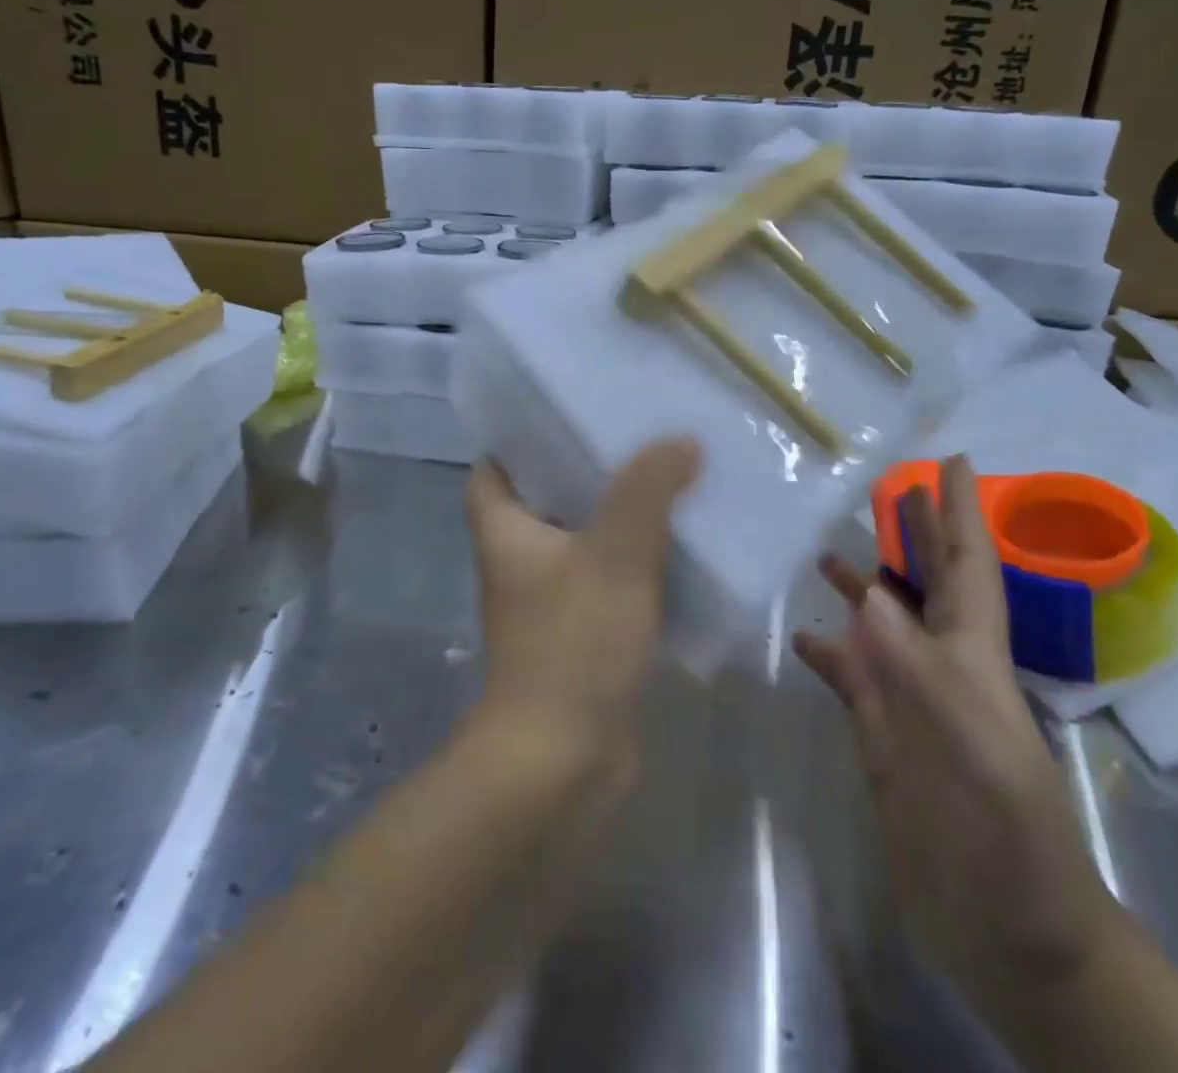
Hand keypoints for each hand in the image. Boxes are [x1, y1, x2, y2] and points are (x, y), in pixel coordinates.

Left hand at [465, 438, 700, 772]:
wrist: (564, 764)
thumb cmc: (573, 644)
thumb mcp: (615, 553)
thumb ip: (647, 490)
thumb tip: (679, 440)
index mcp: (505, 532)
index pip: (493, 470)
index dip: (521, 440)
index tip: (567, 413)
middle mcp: (520, 563)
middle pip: (548, 500)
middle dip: (588, 472)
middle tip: (638, 439)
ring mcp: (551, 604)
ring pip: (585, 543)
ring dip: (621, 519)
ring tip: (670, 481)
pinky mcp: (584, 638)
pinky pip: (612, 585)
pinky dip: (639, 567)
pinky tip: (683, 549)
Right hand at [793, 456, 1124, 999]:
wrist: (1011, 938)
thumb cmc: (1010, 843)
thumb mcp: (975, 754)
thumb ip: (919, 672)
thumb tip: (869, 594)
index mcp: (972, 659)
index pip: (969, 568)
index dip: (962, 513)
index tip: (952, 461)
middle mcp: (939, 668)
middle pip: (924, 584)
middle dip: (913, 533)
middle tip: (885, 486)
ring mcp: (907, 703)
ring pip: (881, 625)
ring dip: (861, 585)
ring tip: (825, 551)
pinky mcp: (880, 737)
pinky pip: (849, 676)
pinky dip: (827, 650)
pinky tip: (802, 635)